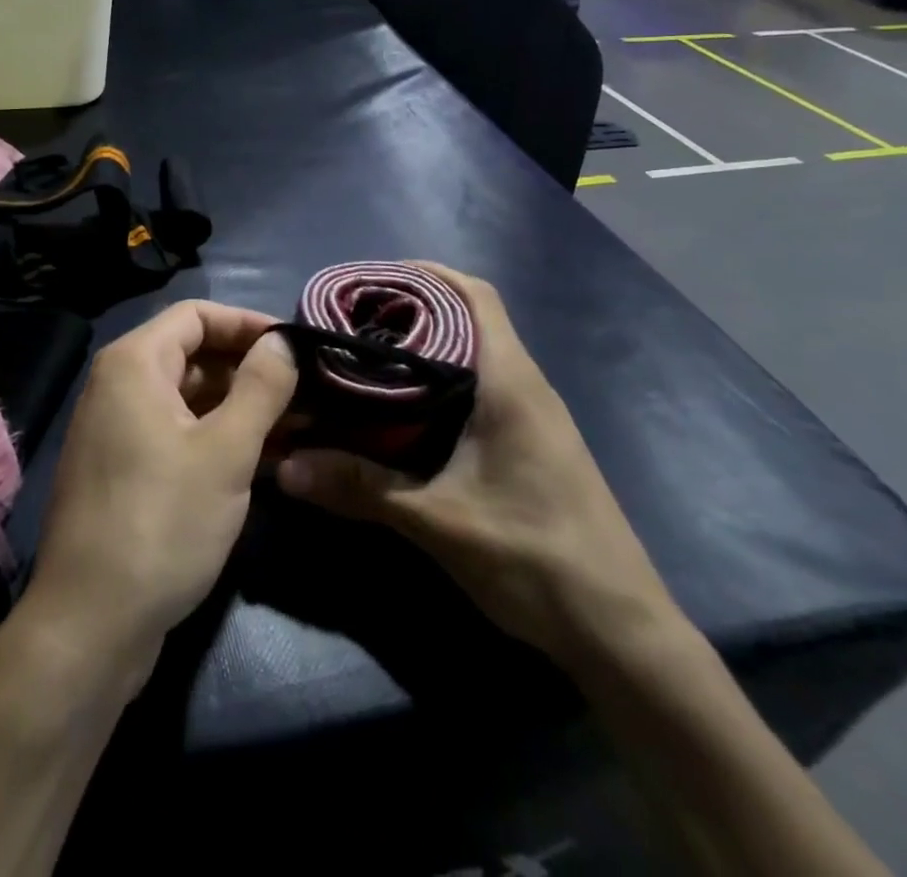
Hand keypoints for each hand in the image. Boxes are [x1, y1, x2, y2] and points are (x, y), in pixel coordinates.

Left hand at [25, 301, 297, 670]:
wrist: (90, 625)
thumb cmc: (163, 523)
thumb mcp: (226, 451)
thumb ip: (261, 387)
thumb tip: (283, 342)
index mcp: (134, 364)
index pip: (197, 315)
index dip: (248, 324)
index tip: (295, 347)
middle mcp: (118, 386)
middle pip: (193, 354)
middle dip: (249, 369)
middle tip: (306, 391)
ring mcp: (118, 429)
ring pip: (188, 397)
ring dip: (239, 406)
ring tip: (298, 425)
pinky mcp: (124, 469)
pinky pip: (176, 432)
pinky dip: (217, 436)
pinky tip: (264, 459)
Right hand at [275, 264, 682, 668]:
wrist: (620, 632)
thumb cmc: (535, 559)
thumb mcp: (439, 521)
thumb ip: (361, 488)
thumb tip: (285, 468)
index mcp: (510, 382)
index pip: (474, 296)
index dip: (426, 274)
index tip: (372, 280)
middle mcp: (526, 386)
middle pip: (470, 317)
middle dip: (414, 308)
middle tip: (354, 319)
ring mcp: (535, 416)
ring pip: (476, 353)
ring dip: (428, 344)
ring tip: (369, 355)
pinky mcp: (533, 444)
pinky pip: (482, 386)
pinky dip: (442, 379)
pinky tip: (405, 409)